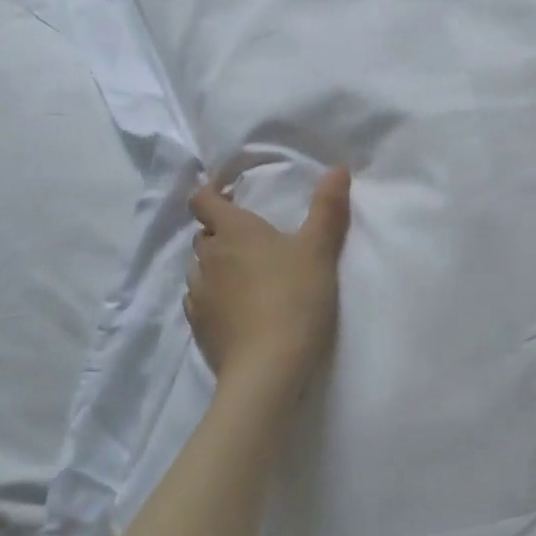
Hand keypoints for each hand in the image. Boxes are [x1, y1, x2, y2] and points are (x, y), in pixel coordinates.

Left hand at [186, 167, 352, 394]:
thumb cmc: (295, 297)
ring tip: (245, 274)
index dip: (210, 192)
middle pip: (203, 234)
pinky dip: (213, 295)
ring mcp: (199, 294)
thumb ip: (328, 207)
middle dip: (221, 230)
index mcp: (233, 231)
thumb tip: (337, 168)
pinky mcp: (199, 327)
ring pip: (200, 268)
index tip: (228, 192)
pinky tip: (235, 306)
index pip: (202, 200)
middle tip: (251, 236)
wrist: (268, 368)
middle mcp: (208, 257)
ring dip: (217, 264)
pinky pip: (199, 299)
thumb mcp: (320, 249)